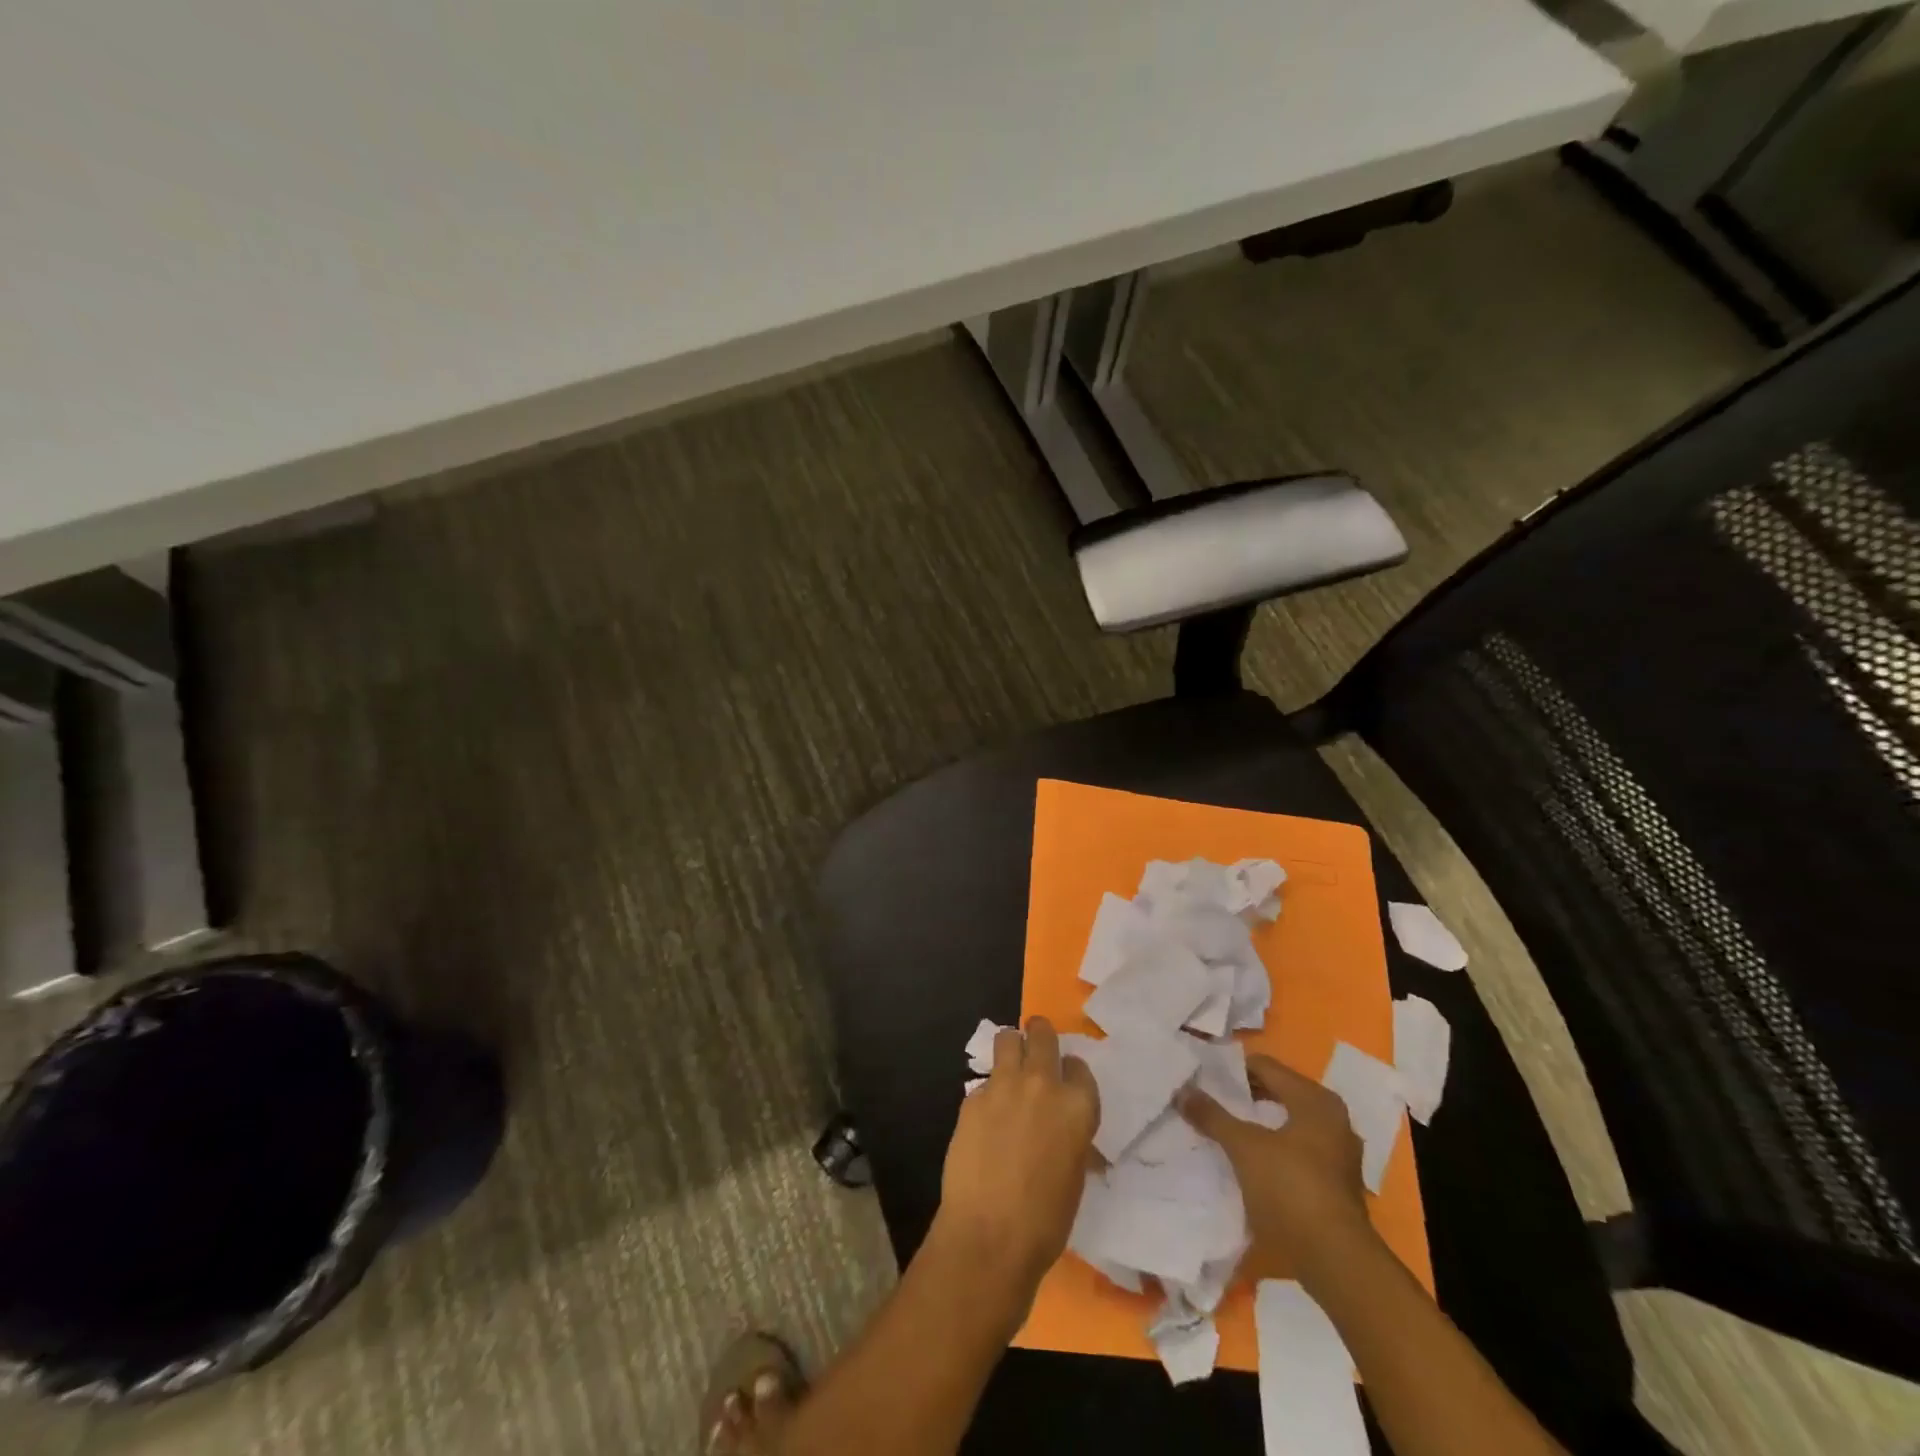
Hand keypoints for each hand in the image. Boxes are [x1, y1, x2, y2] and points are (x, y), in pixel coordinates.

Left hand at [935, 1017, 1099, 1299]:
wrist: (990, 1236)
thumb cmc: (1045, 1220)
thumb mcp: (1074, 1175)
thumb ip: (1070, 1137)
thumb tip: (1062, 1132)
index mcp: (1077, 1106)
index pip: (1079, 1067)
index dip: (1071, 1072)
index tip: (1065, 1080)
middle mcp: (1043, 1085)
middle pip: (1042, 1034)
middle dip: (1040, 1034)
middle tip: (1036, 1043)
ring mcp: (1004, 1087)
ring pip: (1007, 1039)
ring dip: (1011, 1046)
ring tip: (1008, 1063)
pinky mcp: (972, 1098)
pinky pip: (984, 1081)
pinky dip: (988, 1091)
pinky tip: (985, 1118)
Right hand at [1180, 1052, 1376, 1284]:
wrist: (1336, 1262)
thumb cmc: (1291, 1189)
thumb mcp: (1243, 1147)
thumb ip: (1212, 1116)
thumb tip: (1182, 1090)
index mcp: (1316, 1100)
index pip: (1266, 1067)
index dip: (1232, 1069)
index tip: (1203, 1075)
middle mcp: (1333, 1119)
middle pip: (1279, 1093)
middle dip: (1244, 1096)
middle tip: (1209, 1098)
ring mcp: (1337, 1153)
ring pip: (1287, 1123)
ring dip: (1258, 1124)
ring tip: (1223, 1127)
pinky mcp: (1335, 1184)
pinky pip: (1296, 1150)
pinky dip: (1272, 1147)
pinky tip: (1248, 1159)